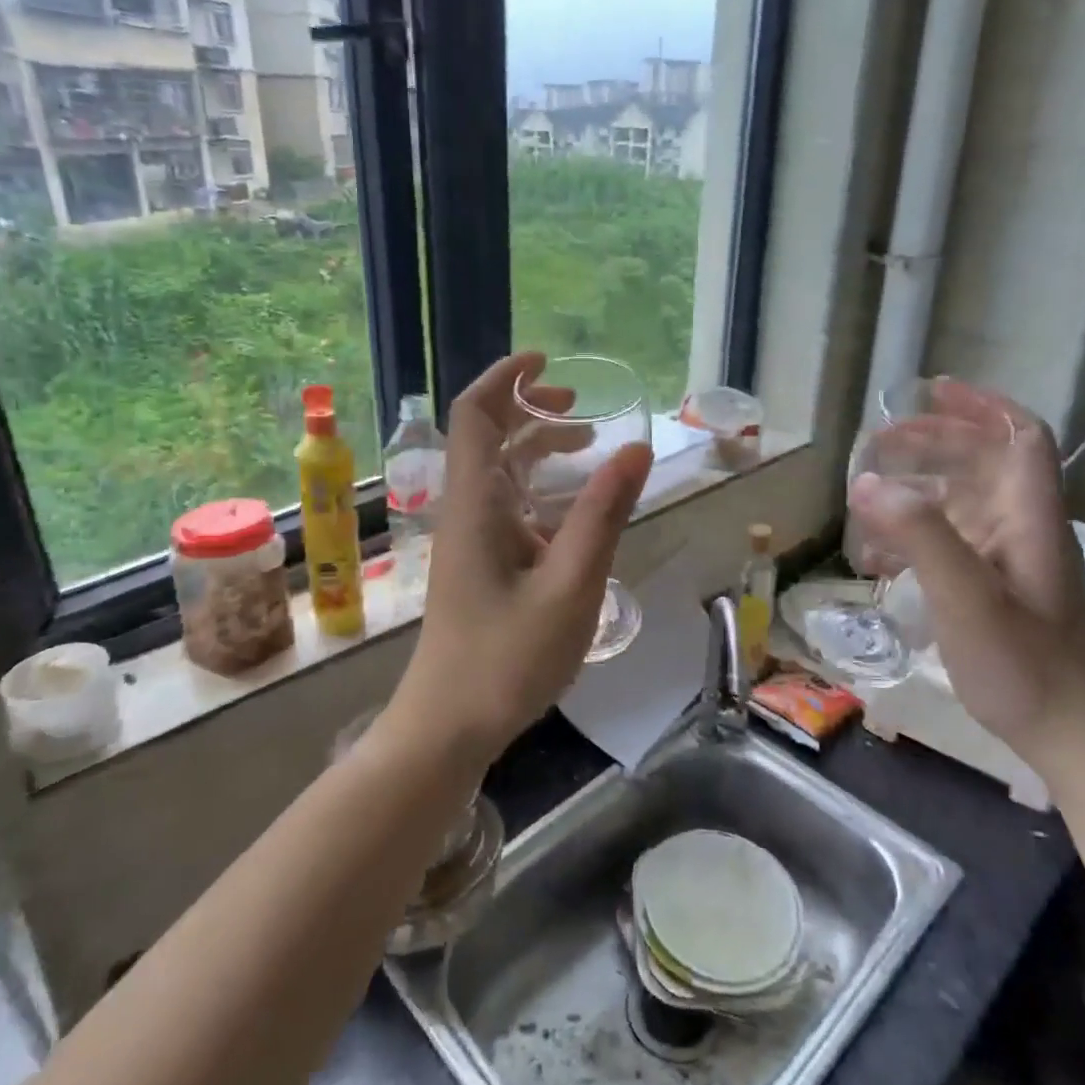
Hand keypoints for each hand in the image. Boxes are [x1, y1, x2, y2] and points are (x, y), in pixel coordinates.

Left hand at [387, 353, 652, 767]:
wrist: (448, 725)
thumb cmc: (507, 658)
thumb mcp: (571, 584)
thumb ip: (603, 514)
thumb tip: (636, 449)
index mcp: (476, 503)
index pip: (475, 415)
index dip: (506, 378)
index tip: (546, 360)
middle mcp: (466, 510)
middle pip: (487, 436)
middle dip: (530, 408)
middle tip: (580, 405)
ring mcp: (469, 539)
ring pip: (499, 472)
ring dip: (537, 448)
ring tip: (587, 444)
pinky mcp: (478, 565)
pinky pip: (506, 506)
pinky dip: (538, 488)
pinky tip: (572, 507)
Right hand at [847, 379, 1084, 766]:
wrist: (1071, 738)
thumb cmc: (1023, 667)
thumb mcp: (966, 599)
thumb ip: (921, 536)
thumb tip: (867, 482)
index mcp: (1029, 520)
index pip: (1020, 438)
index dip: (981, 406)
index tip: (934, 391)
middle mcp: (1025, 530)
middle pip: (985, 463)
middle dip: (933, 443)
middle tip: (878, 444)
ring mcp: (1013, 561)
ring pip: (965, 501)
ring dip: (919, 488)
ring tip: (871, 496)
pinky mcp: (999, 589)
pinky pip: (955, 541)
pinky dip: (917, 534)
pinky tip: (883, 558)